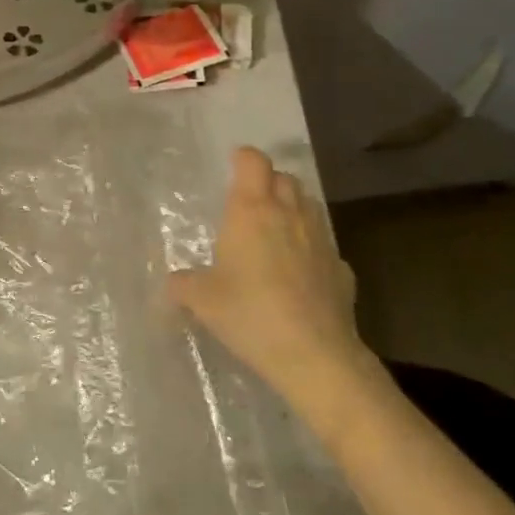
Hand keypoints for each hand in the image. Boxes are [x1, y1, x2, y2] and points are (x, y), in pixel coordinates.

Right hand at [168, 147, 371, 395]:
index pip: (253, 161)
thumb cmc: (251, 314)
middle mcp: (289, 215)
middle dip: (268, 182)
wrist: (315, 356)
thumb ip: (183, 284)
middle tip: (249, 202)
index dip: (243, 158)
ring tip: (274, 231)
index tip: (231, 167)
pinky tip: (299, 273)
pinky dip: (311, 248)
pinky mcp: (341, 269)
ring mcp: (320, 240)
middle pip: (285, 178)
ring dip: (292, 208)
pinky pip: (324, 245)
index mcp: (252, 211)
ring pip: (309, 205)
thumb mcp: (202, 300)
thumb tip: (173, 282)